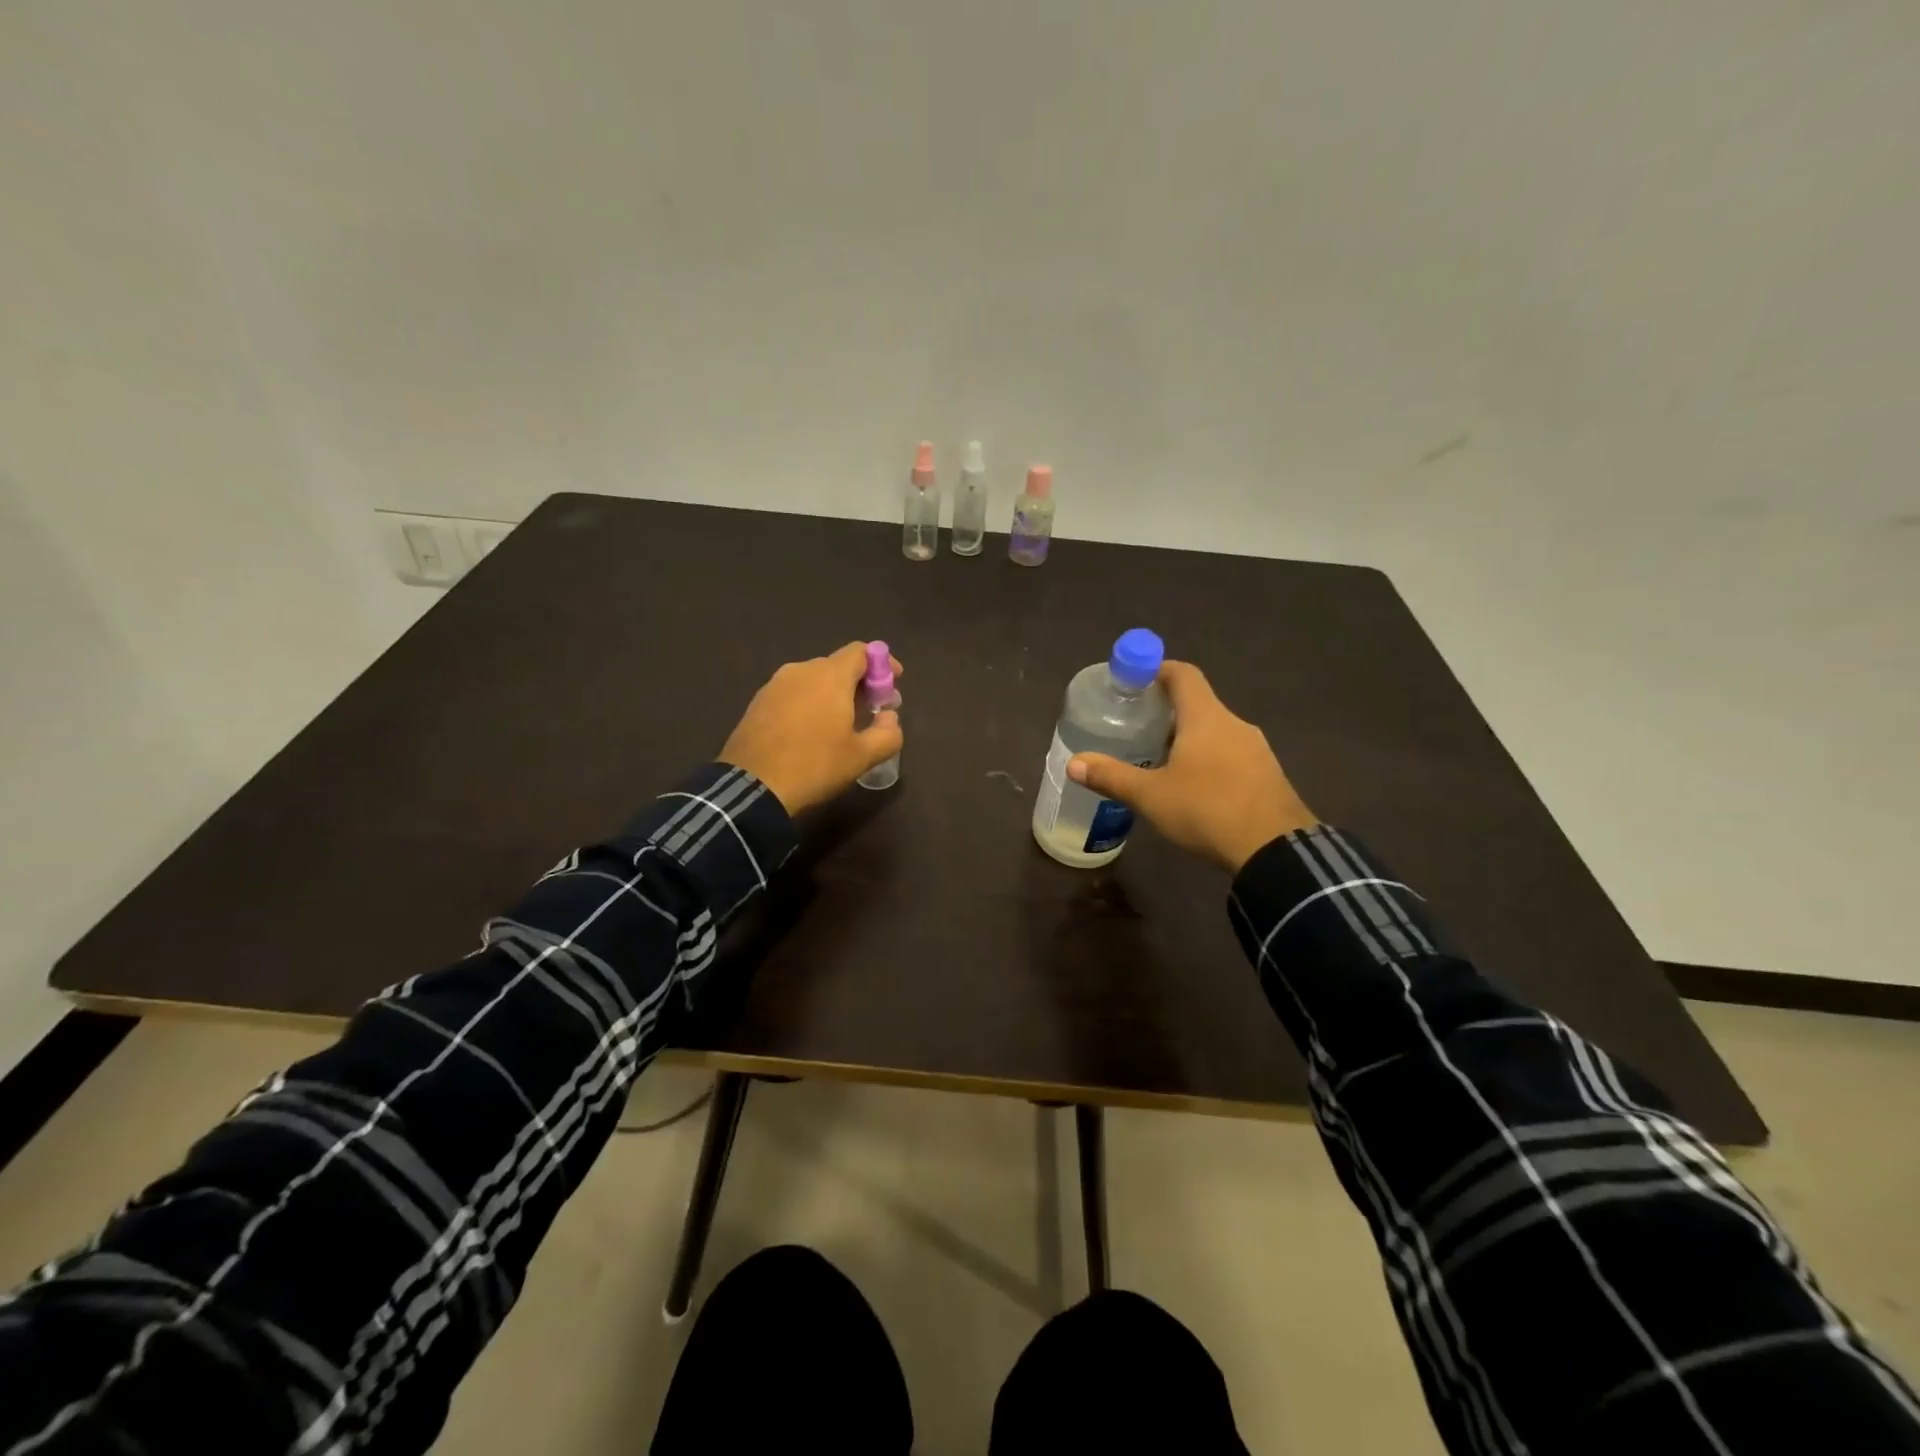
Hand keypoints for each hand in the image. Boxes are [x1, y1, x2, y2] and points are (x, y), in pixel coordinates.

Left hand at [720, 642, 903, 813]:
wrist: (753, 787)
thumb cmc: (815, 766)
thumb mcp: (862, 756)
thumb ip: (887, 733)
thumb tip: (889, 718)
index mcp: (830, 676)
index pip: (861, 651)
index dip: (881, 663)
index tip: (892, 684)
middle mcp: (801, 670)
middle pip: (837, 666)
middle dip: (858, 683)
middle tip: (871, 711)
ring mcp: (774, 685)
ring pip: (813, 680)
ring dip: (832, 695)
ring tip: (840, 725)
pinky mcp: (757, 702)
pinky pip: (792, 694)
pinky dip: (808, 704)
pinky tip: (810, 732)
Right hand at [1068, 661, 1315, 871]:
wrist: (1275, 850)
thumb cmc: (1207, 809)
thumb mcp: (1151, 795)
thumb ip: (1111, 776)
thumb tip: (1073, 763)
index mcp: (1206, 717)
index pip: (1183, 674)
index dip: (1157, 670)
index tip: (1134, 681)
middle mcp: (1234, 724)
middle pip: (1198, 703)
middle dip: (1166, 711)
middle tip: (1137, 727)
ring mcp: (1256, 750)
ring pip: (1215, 732)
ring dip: (1188, 738)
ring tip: (1159, 760)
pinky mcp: (1267, 775)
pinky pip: (1231, 755)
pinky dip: (1208, 760)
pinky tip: (1193, 787)